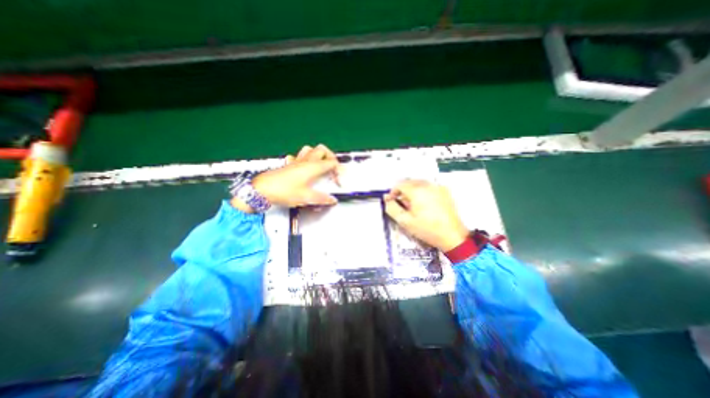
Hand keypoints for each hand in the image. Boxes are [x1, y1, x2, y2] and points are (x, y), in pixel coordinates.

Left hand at [232, 143, 341, 210]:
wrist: (262, 190)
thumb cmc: (285, 191)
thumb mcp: (306, 197)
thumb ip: (322, 199)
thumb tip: (333, 200)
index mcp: (313, 167)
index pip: (332, 163)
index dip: (339, 170)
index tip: (339, 182)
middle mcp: (306, 161)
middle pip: (323, 150)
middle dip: (331, 157)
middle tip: (333, 170)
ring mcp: (296, 161)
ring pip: (310, 150)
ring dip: (318, 155)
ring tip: (321, 167)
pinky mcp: (289, 165)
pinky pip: (299, 156)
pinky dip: (305, 159)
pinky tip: (304, 168)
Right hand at [386, 180, 469, 251]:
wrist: (452, 236)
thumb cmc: (427, 229)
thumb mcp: (405, 221)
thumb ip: (392, 208)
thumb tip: (387, 199)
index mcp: (417, 191)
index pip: (400, 184)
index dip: (393, 192)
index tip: (391, 201)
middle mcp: (428, 185)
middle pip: (409, 182)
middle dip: (402, 191)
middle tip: (401, 205)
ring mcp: (438, 187)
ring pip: (419, 184)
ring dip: (412, 191)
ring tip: (413, 205)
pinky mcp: (445, 191)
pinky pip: (429, 187)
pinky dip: (423, 192)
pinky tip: (424, 204)